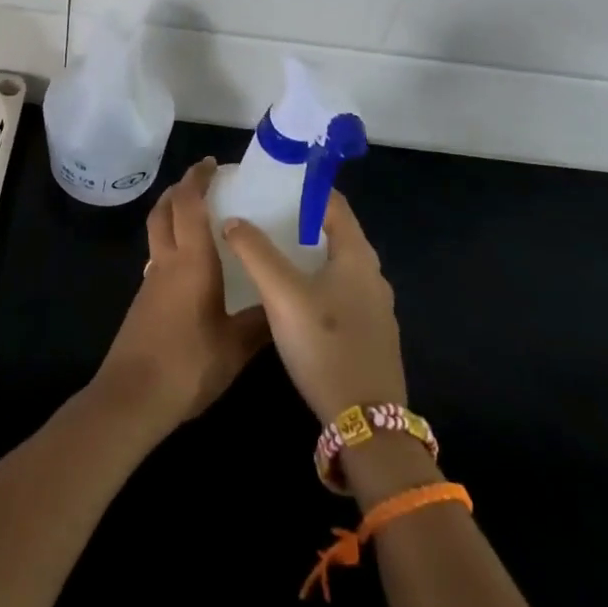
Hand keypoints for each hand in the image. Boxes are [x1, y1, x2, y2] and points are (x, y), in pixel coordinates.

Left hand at [94, 158, 269, 434]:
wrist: (132, 397)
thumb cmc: (188, 364)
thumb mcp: (235, 347)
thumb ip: (259, 322)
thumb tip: (281, 303)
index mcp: (191, 262)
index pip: (189, 205)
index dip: (197, 179)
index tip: (211, 163)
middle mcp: (167, 262)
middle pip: (164, 211)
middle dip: (180, 190)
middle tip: (203, 181)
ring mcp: (150, 281)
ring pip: (157, 232)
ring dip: (173, 215)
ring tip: (201, 218)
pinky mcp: (144, 301)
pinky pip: (158, 257)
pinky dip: (172, 244)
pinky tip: (193, 266)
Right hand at [222, 190, 406, 424]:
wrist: (367, 424)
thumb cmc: (326, 345)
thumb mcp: (282, 294)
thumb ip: (255, 253)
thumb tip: (233, 220)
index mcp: (357, 256)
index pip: (333, 204)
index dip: (304, 188)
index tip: (272, 182)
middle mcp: (371, 275)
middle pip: (334, 232)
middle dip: (299, 219)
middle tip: (261, 213)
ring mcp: (373, 307)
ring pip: (335, 264)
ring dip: (305, 252)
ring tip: (267, 249)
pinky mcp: (368, 334)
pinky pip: (338, 291)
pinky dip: (314, 280)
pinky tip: (288, 294)